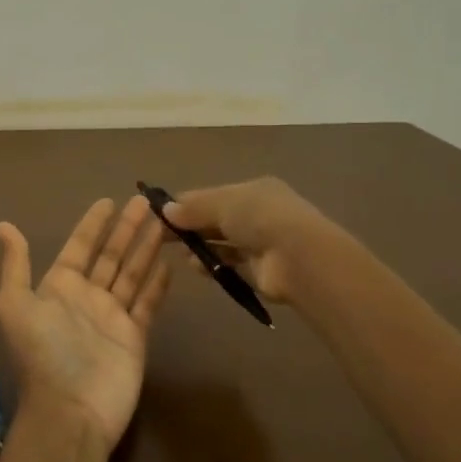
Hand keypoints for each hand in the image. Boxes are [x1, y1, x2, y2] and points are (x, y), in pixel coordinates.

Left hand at [0, 195, 171, 454]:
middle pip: (111, 255)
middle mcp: (86, 297)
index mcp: (58, 287)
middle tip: (146, 201)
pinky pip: (147, 303)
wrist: (70, 411)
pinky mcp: (134, 336)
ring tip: (163, 222)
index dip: (93, 224)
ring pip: (132, 273)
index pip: (79, 246)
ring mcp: (112, 316)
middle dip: (127, 228)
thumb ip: (15, 265)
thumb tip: (2, 225)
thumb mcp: (15, 306)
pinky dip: (157, 284)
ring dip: (146, 247)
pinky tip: (169, 263)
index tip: (108, 201)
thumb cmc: (43, 354)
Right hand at [162, 176, 328, 305]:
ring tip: (179, 252)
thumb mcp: (222, 203)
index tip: (161, 212)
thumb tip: (165, 210)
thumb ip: (193, 207)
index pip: (214, 195)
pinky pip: (230, 265)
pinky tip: (195, 267)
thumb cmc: (259, 218)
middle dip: (192, 226)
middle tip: (162, 235)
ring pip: (223, 243)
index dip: (188, 202)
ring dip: (201, 246)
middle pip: (217, 219)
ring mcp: (261, 244)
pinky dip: (213, 264)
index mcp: (254, 190)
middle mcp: (259, 215)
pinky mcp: (260, 271)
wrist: (298, 257)